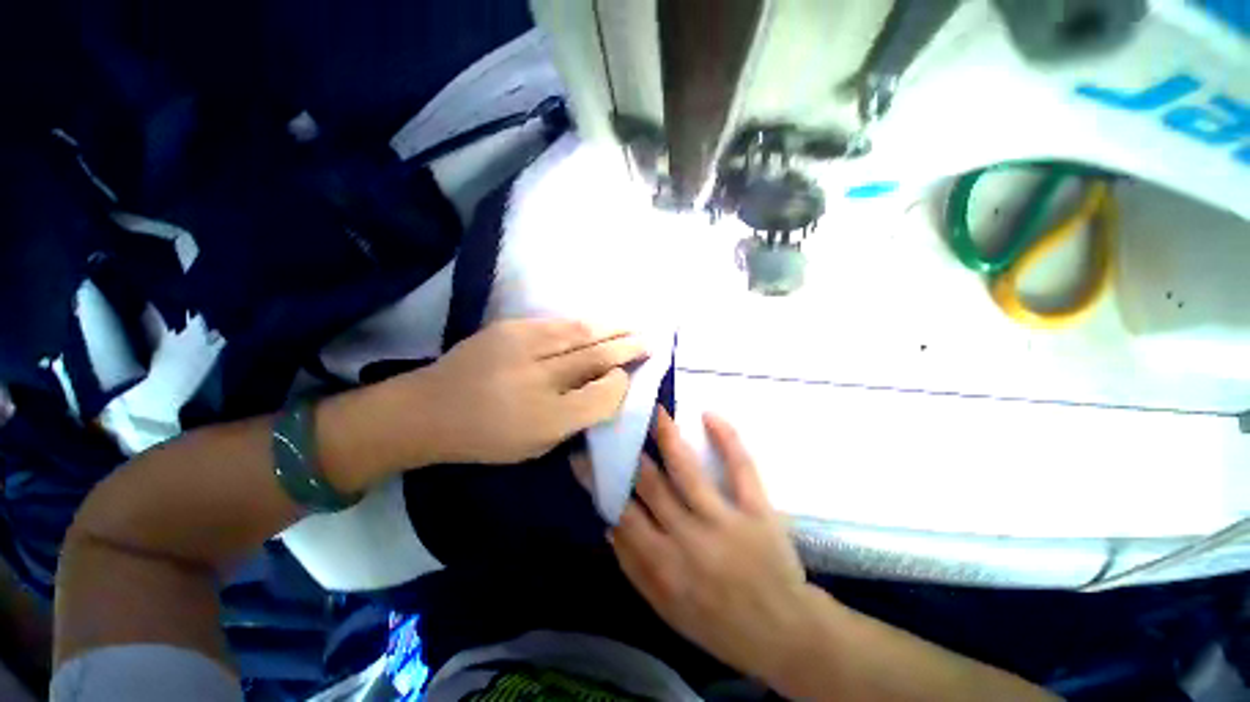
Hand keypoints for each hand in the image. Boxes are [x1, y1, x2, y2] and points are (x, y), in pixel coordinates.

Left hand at [399, 319, 646, 464]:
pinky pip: (559, 323)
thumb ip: (575, 420)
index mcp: (546, 420)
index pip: (602, 395)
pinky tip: (600, 322)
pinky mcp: (510, 328)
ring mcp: (523, 348)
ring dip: (614, 328)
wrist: (427, 409)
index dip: (623, 382)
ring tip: (635, 325)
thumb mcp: (536, 446)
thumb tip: (605, 390)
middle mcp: (539, 380)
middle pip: (597, 358)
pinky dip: (585, 323)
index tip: (632, 376)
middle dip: (629, 347)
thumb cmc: (485, 439)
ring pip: (582, 333)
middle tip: (652, 341)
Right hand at [610, 409, 818, 682]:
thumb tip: (609, 523)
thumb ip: (633, 567)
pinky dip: (727, 439)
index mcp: (663, 564)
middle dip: (629, 450)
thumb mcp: (665, 609)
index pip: (622, 511)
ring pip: (686, 469)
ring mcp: (724, 519)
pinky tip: (710, 415)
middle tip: (617, 421)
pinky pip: (740, 468)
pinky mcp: (757, 509)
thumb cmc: (718, 624)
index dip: (601, 480)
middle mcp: (688, 537)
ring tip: (654, 410)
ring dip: (667, 435)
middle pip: (650, 483)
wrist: (784, 634)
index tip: (586, 455)